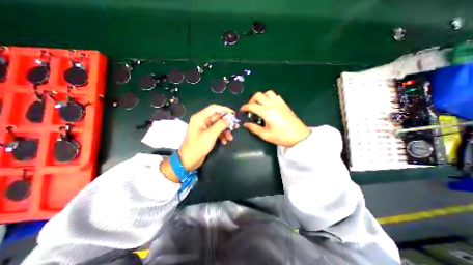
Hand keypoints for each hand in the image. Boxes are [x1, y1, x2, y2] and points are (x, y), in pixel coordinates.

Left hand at [179, 105, 234, 170]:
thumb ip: (221, 125)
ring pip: (218, 125)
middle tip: (236, 126)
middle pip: (217, 117)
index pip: (214, 108)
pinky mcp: (206, 134)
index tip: (234, 114)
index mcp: (200, 118)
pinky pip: (216, 131)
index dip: (224, 110)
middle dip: (226, 122)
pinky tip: (225, 141)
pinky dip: (221, 135)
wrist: (189, 160)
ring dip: (225, 131)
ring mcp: (204, 128)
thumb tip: (230, 119)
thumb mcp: (211, 135)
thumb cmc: (198, 146)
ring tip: (231, 137)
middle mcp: (202, 121)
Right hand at [241, 91, 310, 147]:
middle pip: (258, 95)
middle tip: (250, 108)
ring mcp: (279, 103)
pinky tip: (268, 105)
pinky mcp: (284, 104)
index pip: (252, 106)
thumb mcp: (265, 135)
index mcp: (266, 112)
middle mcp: (272, 104)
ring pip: (267, 93)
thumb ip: (254, 128)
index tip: (241, 111)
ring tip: (259, 105)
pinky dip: (269, 97)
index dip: (244, 107)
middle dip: (251, 100)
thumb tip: (245, 124)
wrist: (299, 136)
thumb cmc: (281, 136)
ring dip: (261, 97)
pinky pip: (275, 96)